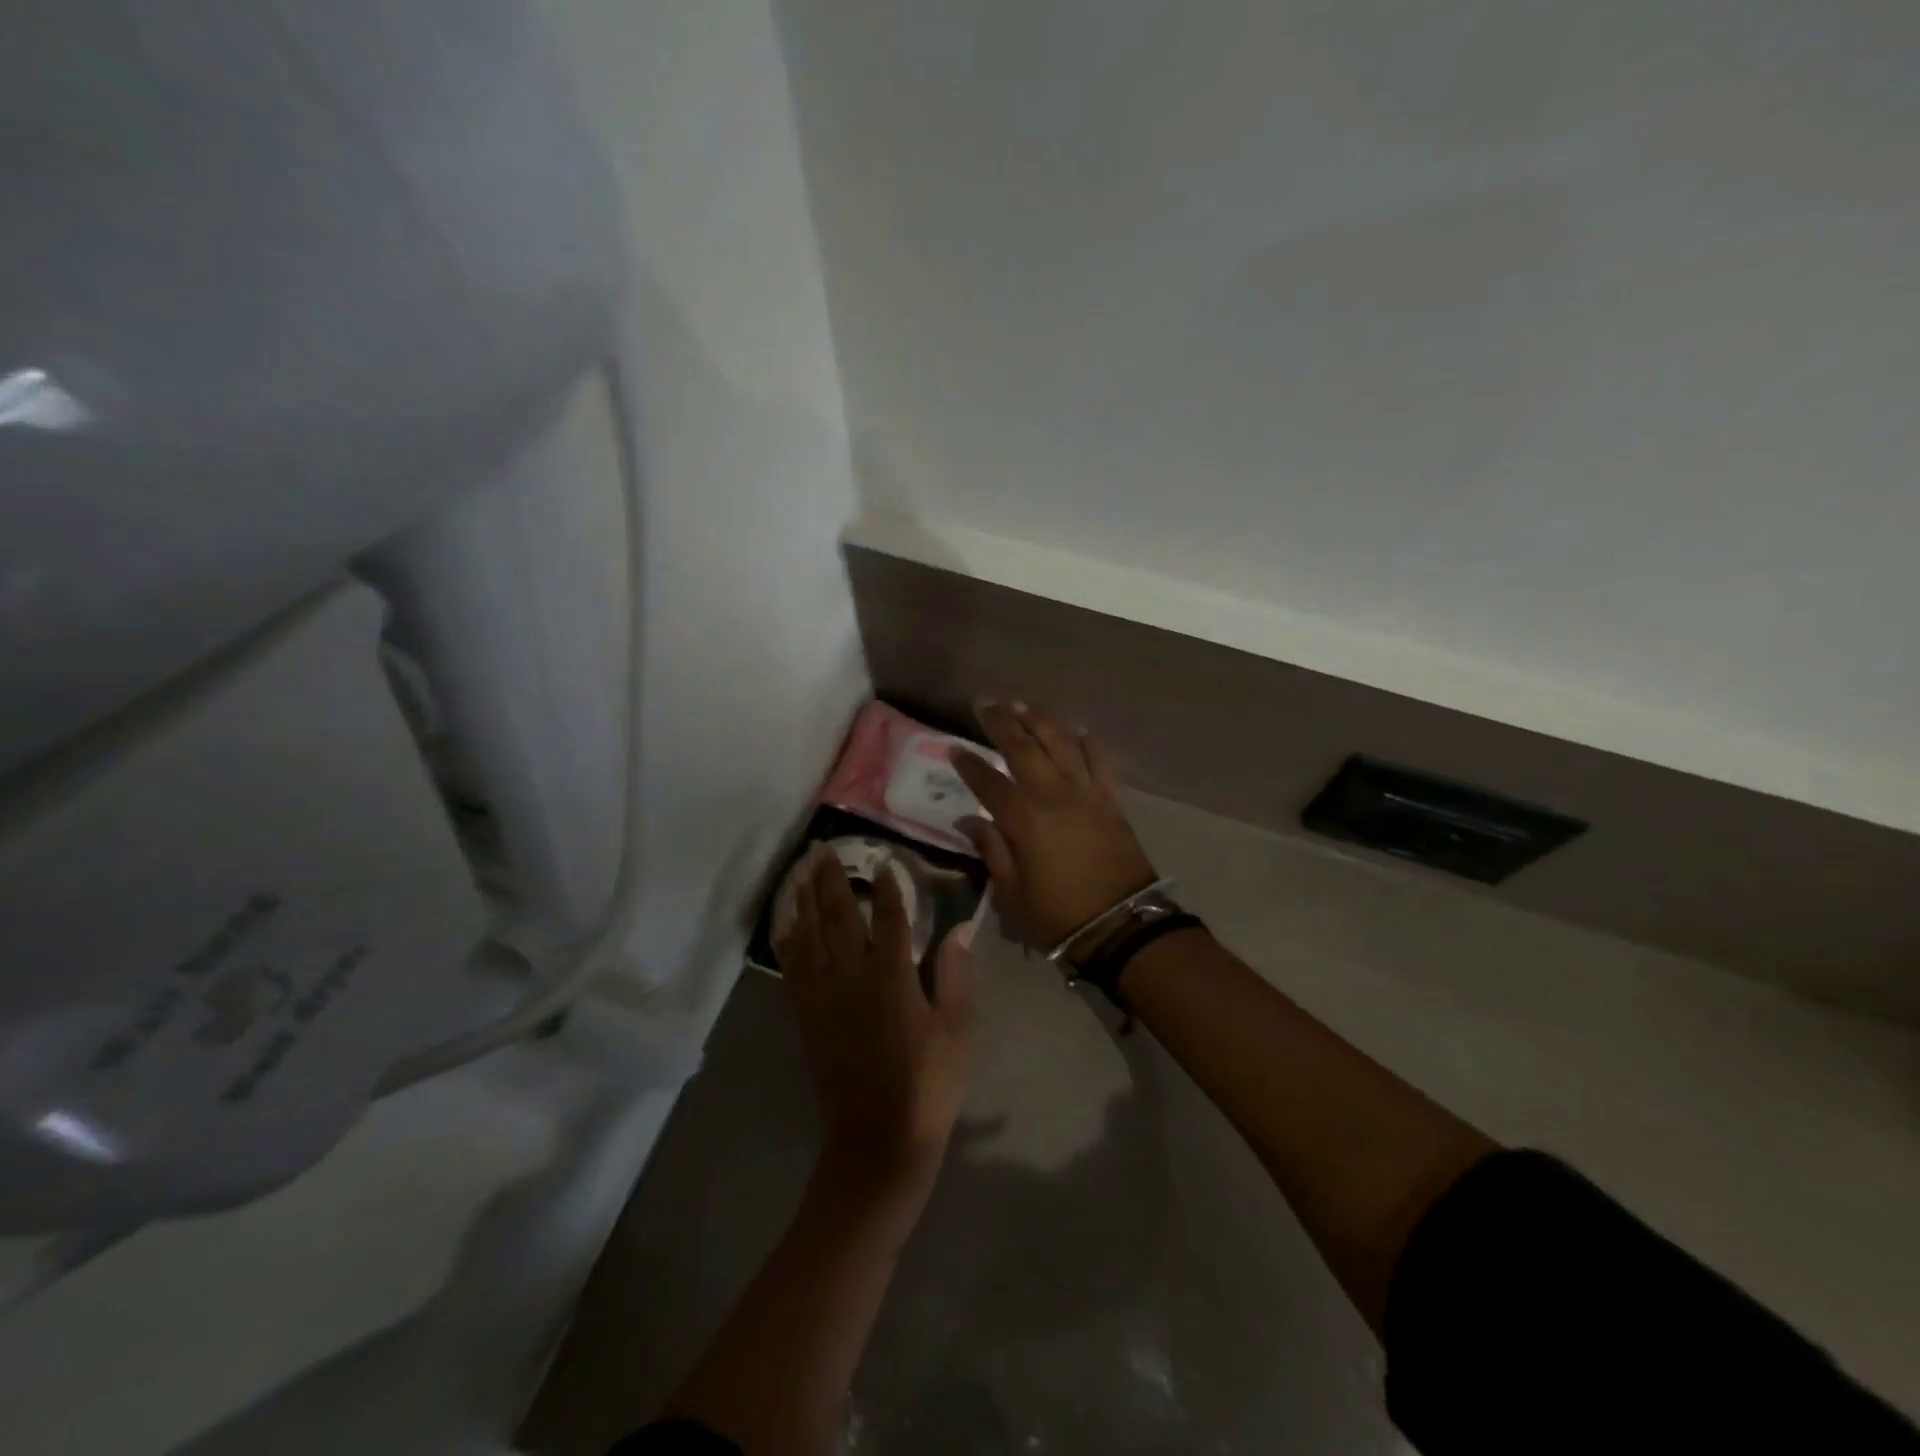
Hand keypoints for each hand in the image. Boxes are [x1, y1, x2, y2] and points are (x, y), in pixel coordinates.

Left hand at [774, 845, 977, 1204]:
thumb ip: (956, 975)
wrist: (876, 1141)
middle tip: (823, 848)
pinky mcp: (807, 1015)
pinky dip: (788, 937)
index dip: (887, 885)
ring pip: (809, 933)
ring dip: (804, 898)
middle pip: (838, 915)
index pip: (889, 916)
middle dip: (831, 878)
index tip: (882, 859)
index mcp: (892, 977)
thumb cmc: (928, 1085)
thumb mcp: (957, 1030)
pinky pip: (792, 965)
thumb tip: (961, 928)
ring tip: (802, 870)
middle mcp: (852, 976)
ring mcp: (823, 995)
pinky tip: (786, 921)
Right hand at [952, 702, 1158, 948]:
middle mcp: (1055, 796)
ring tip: (1021, 705)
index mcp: (1025, 821)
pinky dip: (1088, 743)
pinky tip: (1077, 731)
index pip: (989, 782)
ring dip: (1040, 721)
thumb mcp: (1013, 893)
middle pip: (1024, 748)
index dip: (969, 764)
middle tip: (984, 704)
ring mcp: (1087, 794)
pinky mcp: (1111, 801)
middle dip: (1002, 723)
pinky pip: (1100, 762)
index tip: (953, 748)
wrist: (1123, 926)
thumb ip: (991, 851)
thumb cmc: (1060, 917)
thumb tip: (969, 820)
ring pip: (1062, 744)